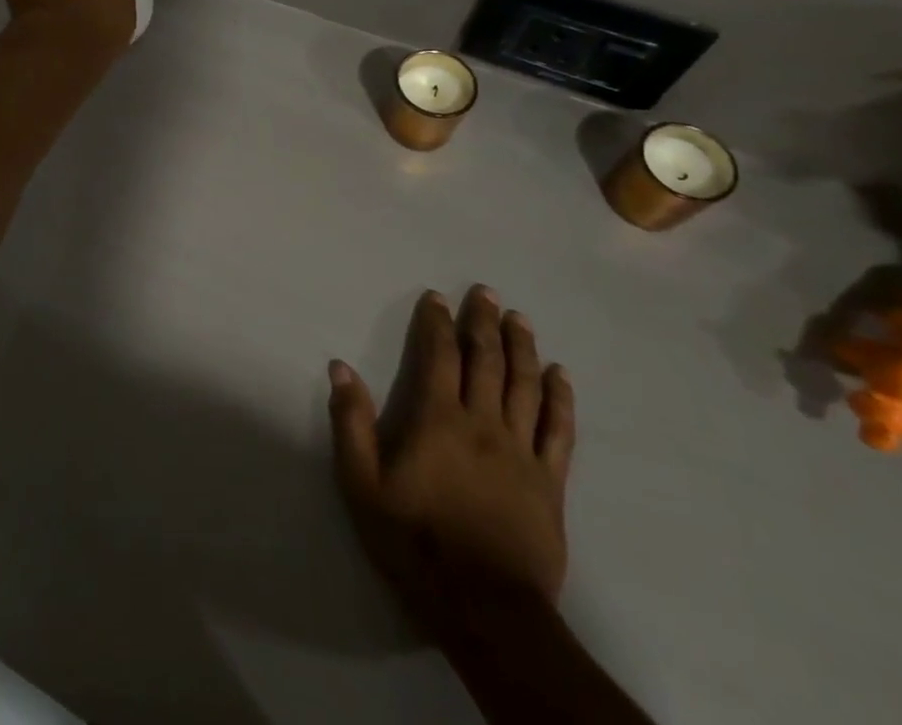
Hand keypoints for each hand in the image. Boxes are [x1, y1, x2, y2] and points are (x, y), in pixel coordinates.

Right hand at [329, 286, 575, 636]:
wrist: (487, 611)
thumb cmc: (416, 543)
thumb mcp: (363, 486)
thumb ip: (351, 423)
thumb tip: (340, 366)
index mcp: (438, 420)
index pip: (439, 356)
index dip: (437, 323)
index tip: (437, 297)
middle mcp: (483, 424)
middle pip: (487, 361)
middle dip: (483, 322)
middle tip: (485, 292)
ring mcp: (521, 452)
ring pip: (525, 386)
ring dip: (522, 347)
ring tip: (519, 318)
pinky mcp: (550, 482)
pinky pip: (560, 431)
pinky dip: (561, 399)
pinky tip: (561, 375)